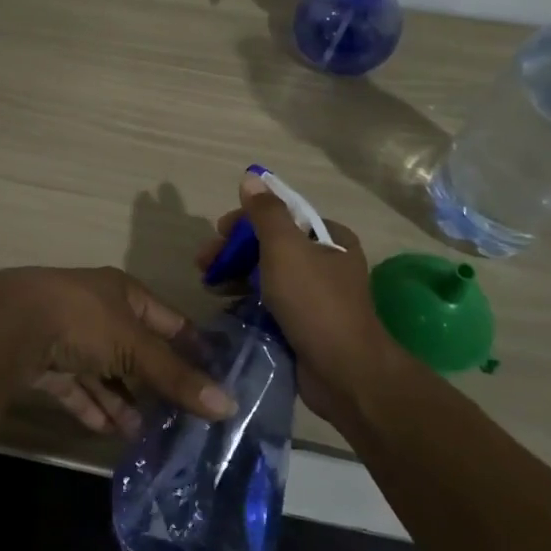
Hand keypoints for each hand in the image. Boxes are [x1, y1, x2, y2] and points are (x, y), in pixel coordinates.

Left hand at [0, 267, 234, 435]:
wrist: (8, 326)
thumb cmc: (81, 320)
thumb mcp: (133, 346)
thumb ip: (175, 376)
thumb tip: (228, 404)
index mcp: (122, 292)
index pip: (166, 319)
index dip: (190, 346)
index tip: (215, 378)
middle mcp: (97, 310)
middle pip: (135, 348)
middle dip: (156, 381)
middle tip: (184, 417)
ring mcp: (69, 336)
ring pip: (105, 372)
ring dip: (124, 400)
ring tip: (148, 434)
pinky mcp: (46, 363)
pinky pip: (78, 388)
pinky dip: (94, 407)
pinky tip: (112, 432)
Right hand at [195, 172, 392, 417]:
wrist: (344, 373)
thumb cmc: (314, 302)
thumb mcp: (285, 249)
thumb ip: (266, 212)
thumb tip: (251, 177)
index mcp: (329, 238)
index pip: (281, 215)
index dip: (245, 220)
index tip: (217, 233)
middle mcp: (326, 262)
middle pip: (271, 244)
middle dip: (235, 250)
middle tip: (205, 262)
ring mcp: (316, 295)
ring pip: (268, 274)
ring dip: (237, 274)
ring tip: (210, 285)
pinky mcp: (305, 324)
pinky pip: (270, 302)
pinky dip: (247, 299)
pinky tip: (227, 304)